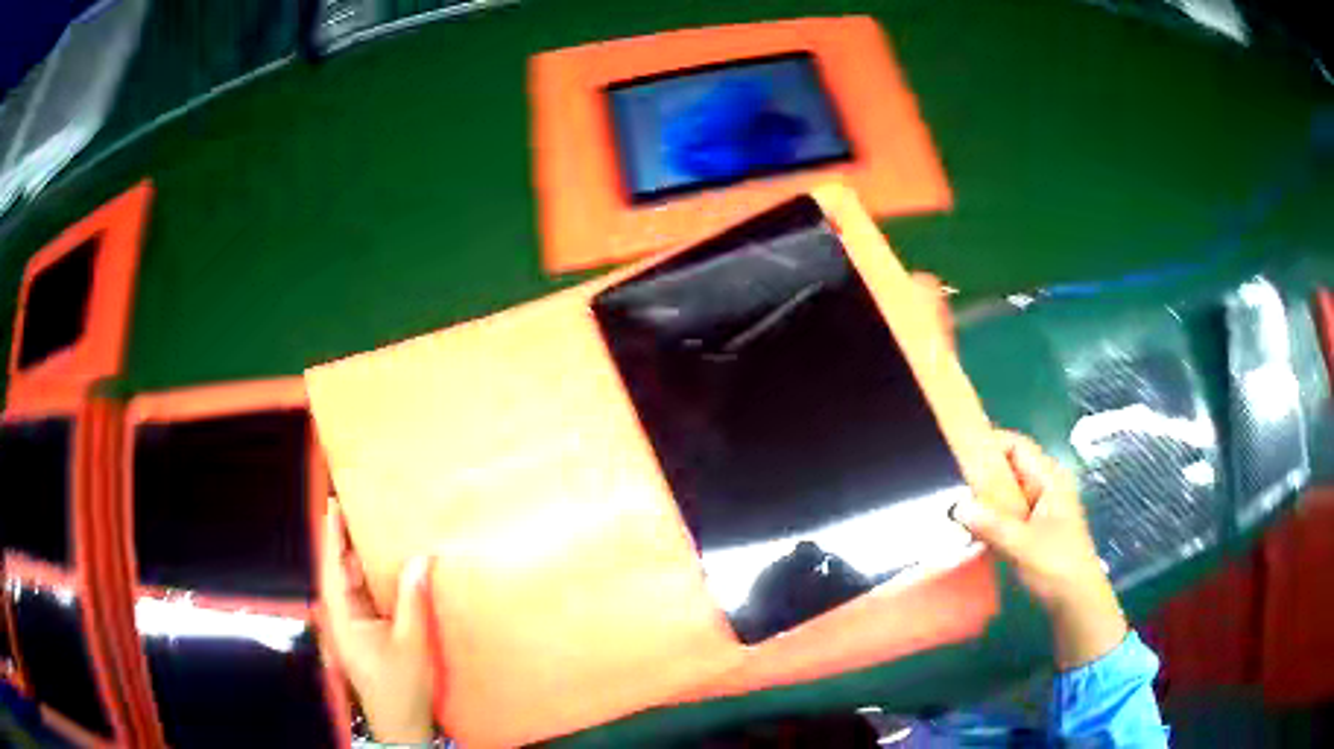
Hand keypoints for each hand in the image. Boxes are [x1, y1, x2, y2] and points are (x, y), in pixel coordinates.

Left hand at [321, 499, 435, 742]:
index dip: (332, 535)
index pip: (331, 567)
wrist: (400, 723)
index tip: (334, 504)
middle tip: (362, 510)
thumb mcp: (412, 642)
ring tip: (375, 531)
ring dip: (361, 561)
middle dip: (348, 542)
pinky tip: (386, 569)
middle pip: (340, 572)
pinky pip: (364, 598)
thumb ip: (413, 599)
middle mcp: (341, 617)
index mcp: (343, 617)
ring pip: (352, 585)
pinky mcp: (363, 634)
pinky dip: (372, 581)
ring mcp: (351, 626)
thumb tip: (421, 559)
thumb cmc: (401, 686)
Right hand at [951, 431, 1127, 669]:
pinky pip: (1008, 511)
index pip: (1016, 445)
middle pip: (1009, 466)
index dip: (989, 444)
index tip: (958, 453)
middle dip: (981, 473)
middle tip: (949, 485)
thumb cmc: (1056, 566)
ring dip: (984, 499)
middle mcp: (1046, 486)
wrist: (1076, 602)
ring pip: (1007, 491)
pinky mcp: (1034, 527)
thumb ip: (990, 525)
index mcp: (1049, 478)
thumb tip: (956, 506)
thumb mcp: (1021, 545)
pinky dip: (990, 517)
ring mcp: (1041, 507)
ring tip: (954, 509)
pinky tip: (971, 532)